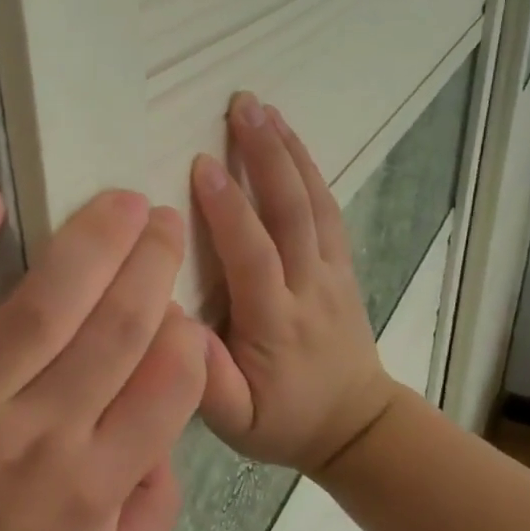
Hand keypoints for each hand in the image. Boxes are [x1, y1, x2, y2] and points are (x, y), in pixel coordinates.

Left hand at [0, 187, 204, 530]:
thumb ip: (155, 510)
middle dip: (154, 264)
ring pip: (43, 304)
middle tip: (164, 220)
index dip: (186, 335)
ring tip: (120, 202)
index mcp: (91, 485)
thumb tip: (171, 425)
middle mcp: (37, 434)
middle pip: (116, 330)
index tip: (179, 309)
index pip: (169, 387)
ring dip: (91, 242)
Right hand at [191, 93, 398, 478]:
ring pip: (314, 203)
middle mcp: (309, 288)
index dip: (228, 210)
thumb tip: (173, 325)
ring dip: (289, 152)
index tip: (201, 164)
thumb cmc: (284, 421)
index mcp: (276, 323)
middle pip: (291, 213)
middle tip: (242, 105)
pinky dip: (309, 171)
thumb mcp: (236, 422)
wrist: (356, 425)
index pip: (253, 256)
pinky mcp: (342, 267)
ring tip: (263, 108)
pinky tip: (290, 142)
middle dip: (266, 155)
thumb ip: (208, 381)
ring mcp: (332, 273)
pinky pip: (328, 211)